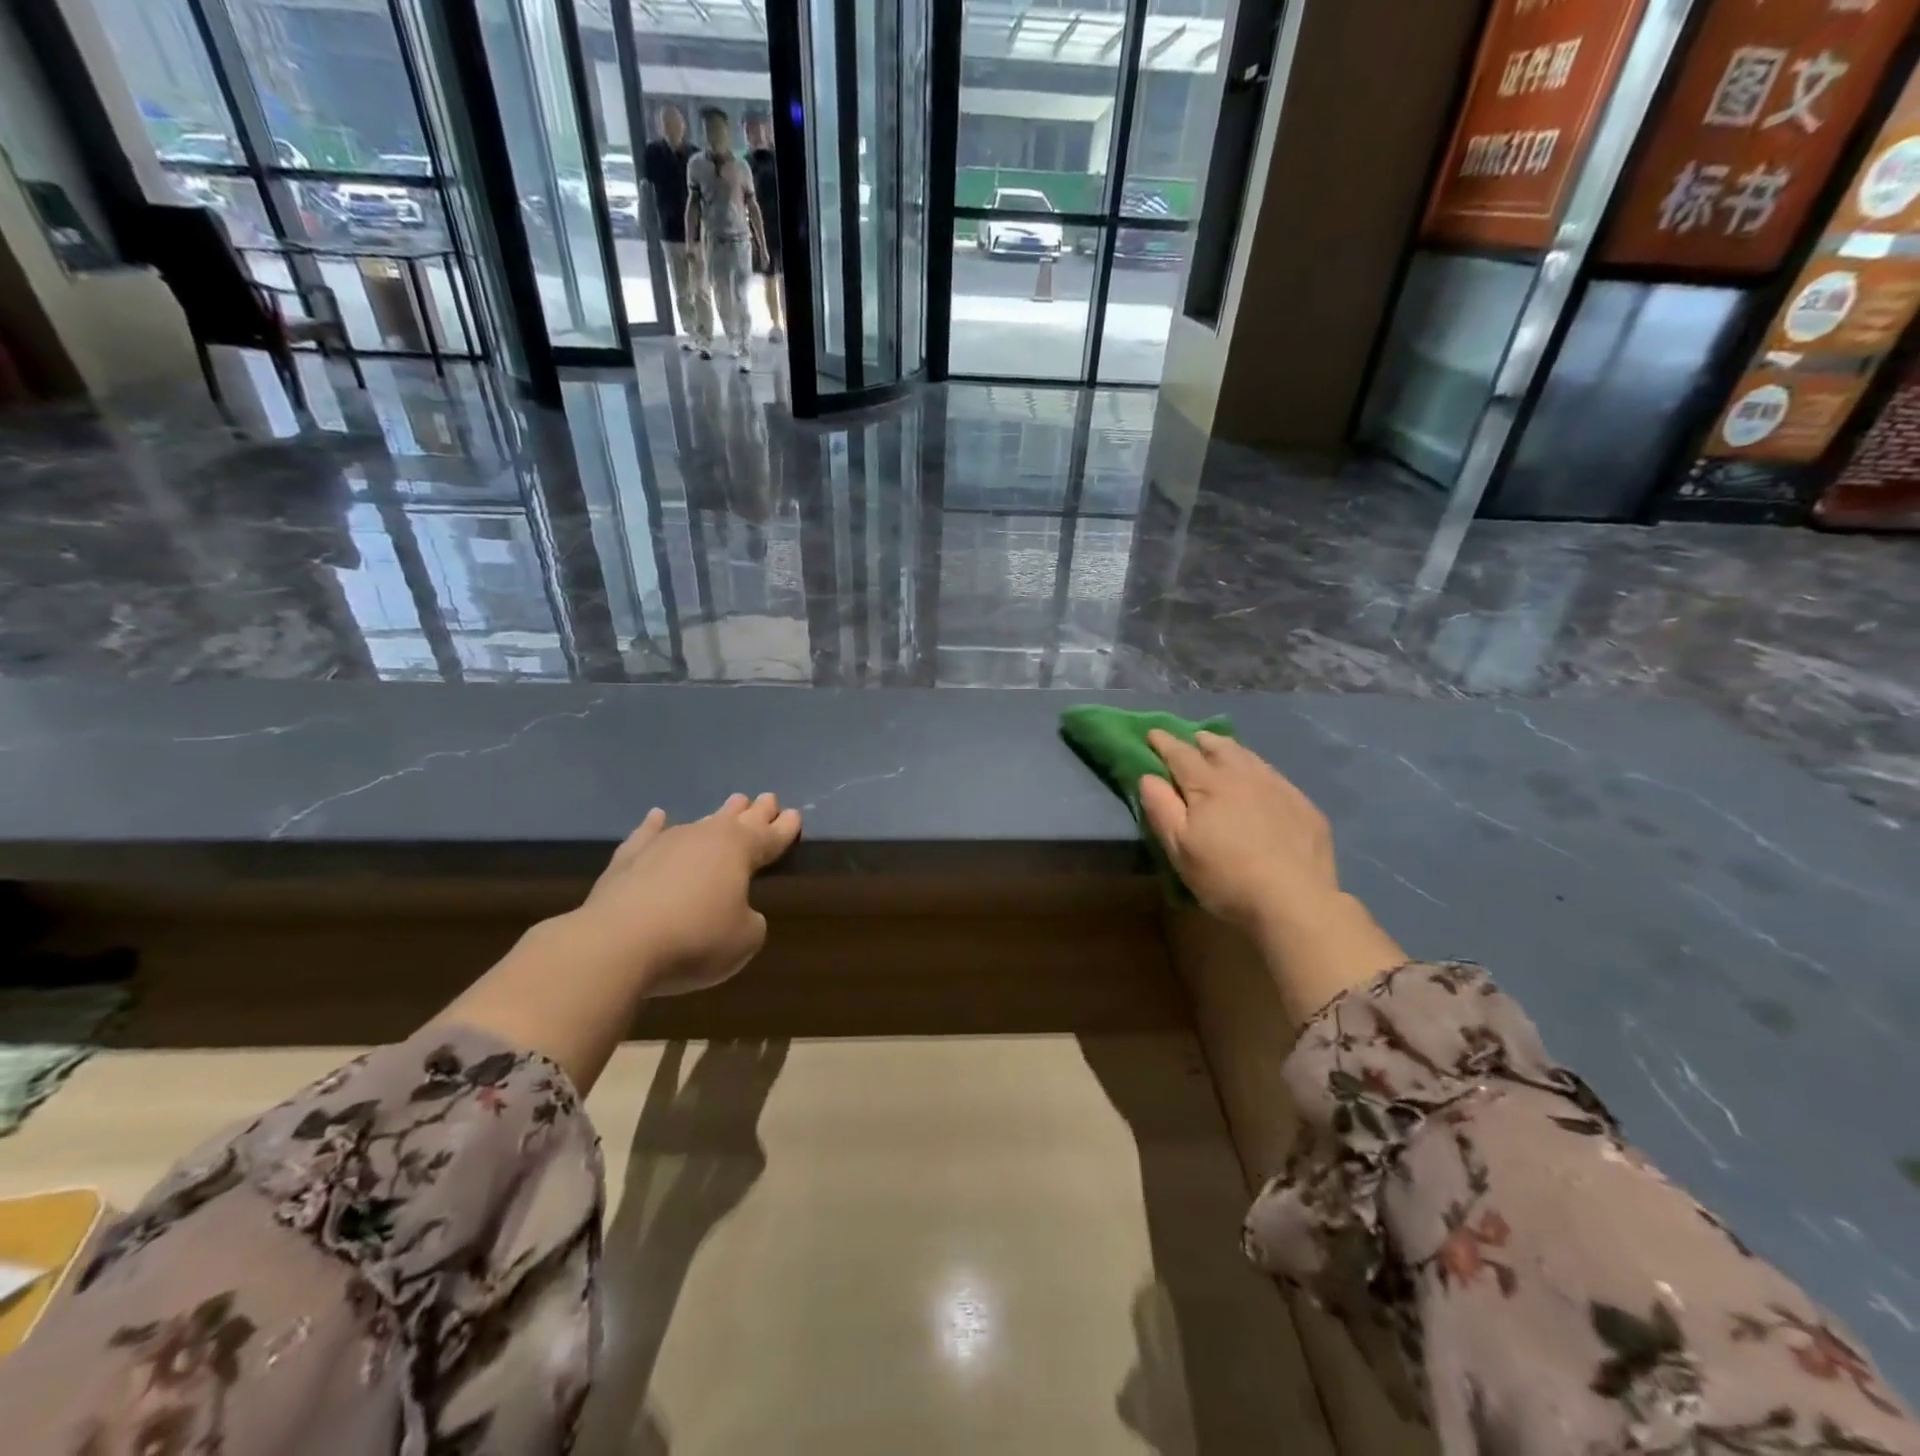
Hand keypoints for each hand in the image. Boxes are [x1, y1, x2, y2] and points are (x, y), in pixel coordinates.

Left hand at [574, 792, 801, 995]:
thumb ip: (750, 921)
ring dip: (717, 815)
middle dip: (756, 811)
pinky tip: (658, 816)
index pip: (770, 837)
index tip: (795, 815)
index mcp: (740, 851)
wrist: (618, 943)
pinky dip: (654, 825)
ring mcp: (664, 843)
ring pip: (699, 823)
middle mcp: (705, 837)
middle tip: (768, 798)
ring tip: (731, 803)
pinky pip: (647, 835)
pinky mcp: (628, 858)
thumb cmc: (696, 939)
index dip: (785, 829)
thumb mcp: (745, 939)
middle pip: (738, 820)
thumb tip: (739, 912)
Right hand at [1140, 730, 1403, 1021]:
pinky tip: (1257, 781)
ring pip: (1248, 756)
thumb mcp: (1180, 848)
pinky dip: (1256, 769)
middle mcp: (1243, 774)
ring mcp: (1277, 786)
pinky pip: (1272, 774)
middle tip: (1190, 740)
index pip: (1180, 753)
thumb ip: (1161, 808)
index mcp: (1208, 783)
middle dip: (1199, 741)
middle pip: (1217, 746)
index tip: (1152, 733)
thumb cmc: (1226, 876)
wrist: (1296, 901)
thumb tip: (1148, 776)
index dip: (1163, 742)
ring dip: (1229, 749)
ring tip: (1221, 750)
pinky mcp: (1302, 804)